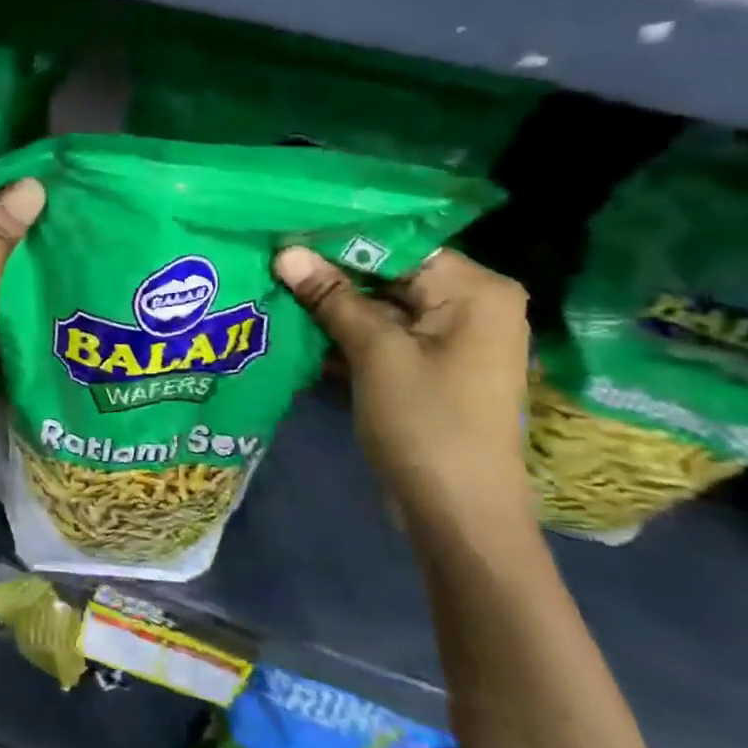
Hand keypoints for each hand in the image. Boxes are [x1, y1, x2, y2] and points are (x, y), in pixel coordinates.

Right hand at [274, 245, 530, 518]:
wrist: (457, 514)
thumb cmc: (426, 423)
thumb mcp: (375, 353)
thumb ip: (332, 297)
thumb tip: (287, 252)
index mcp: (475, 291)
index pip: (398, 244)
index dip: (339, 239)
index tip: (285, 232)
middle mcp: (471, 306)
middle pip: (388, 273)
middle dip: (330, 272)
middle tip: (271, 259)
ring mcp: (449, 339)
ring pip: (380, 305)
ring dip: (331, 304)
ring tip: (273, 286)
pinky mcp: (428, 367)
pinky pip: (382, 335)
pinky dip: (345, 332)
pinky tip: (296, 324)